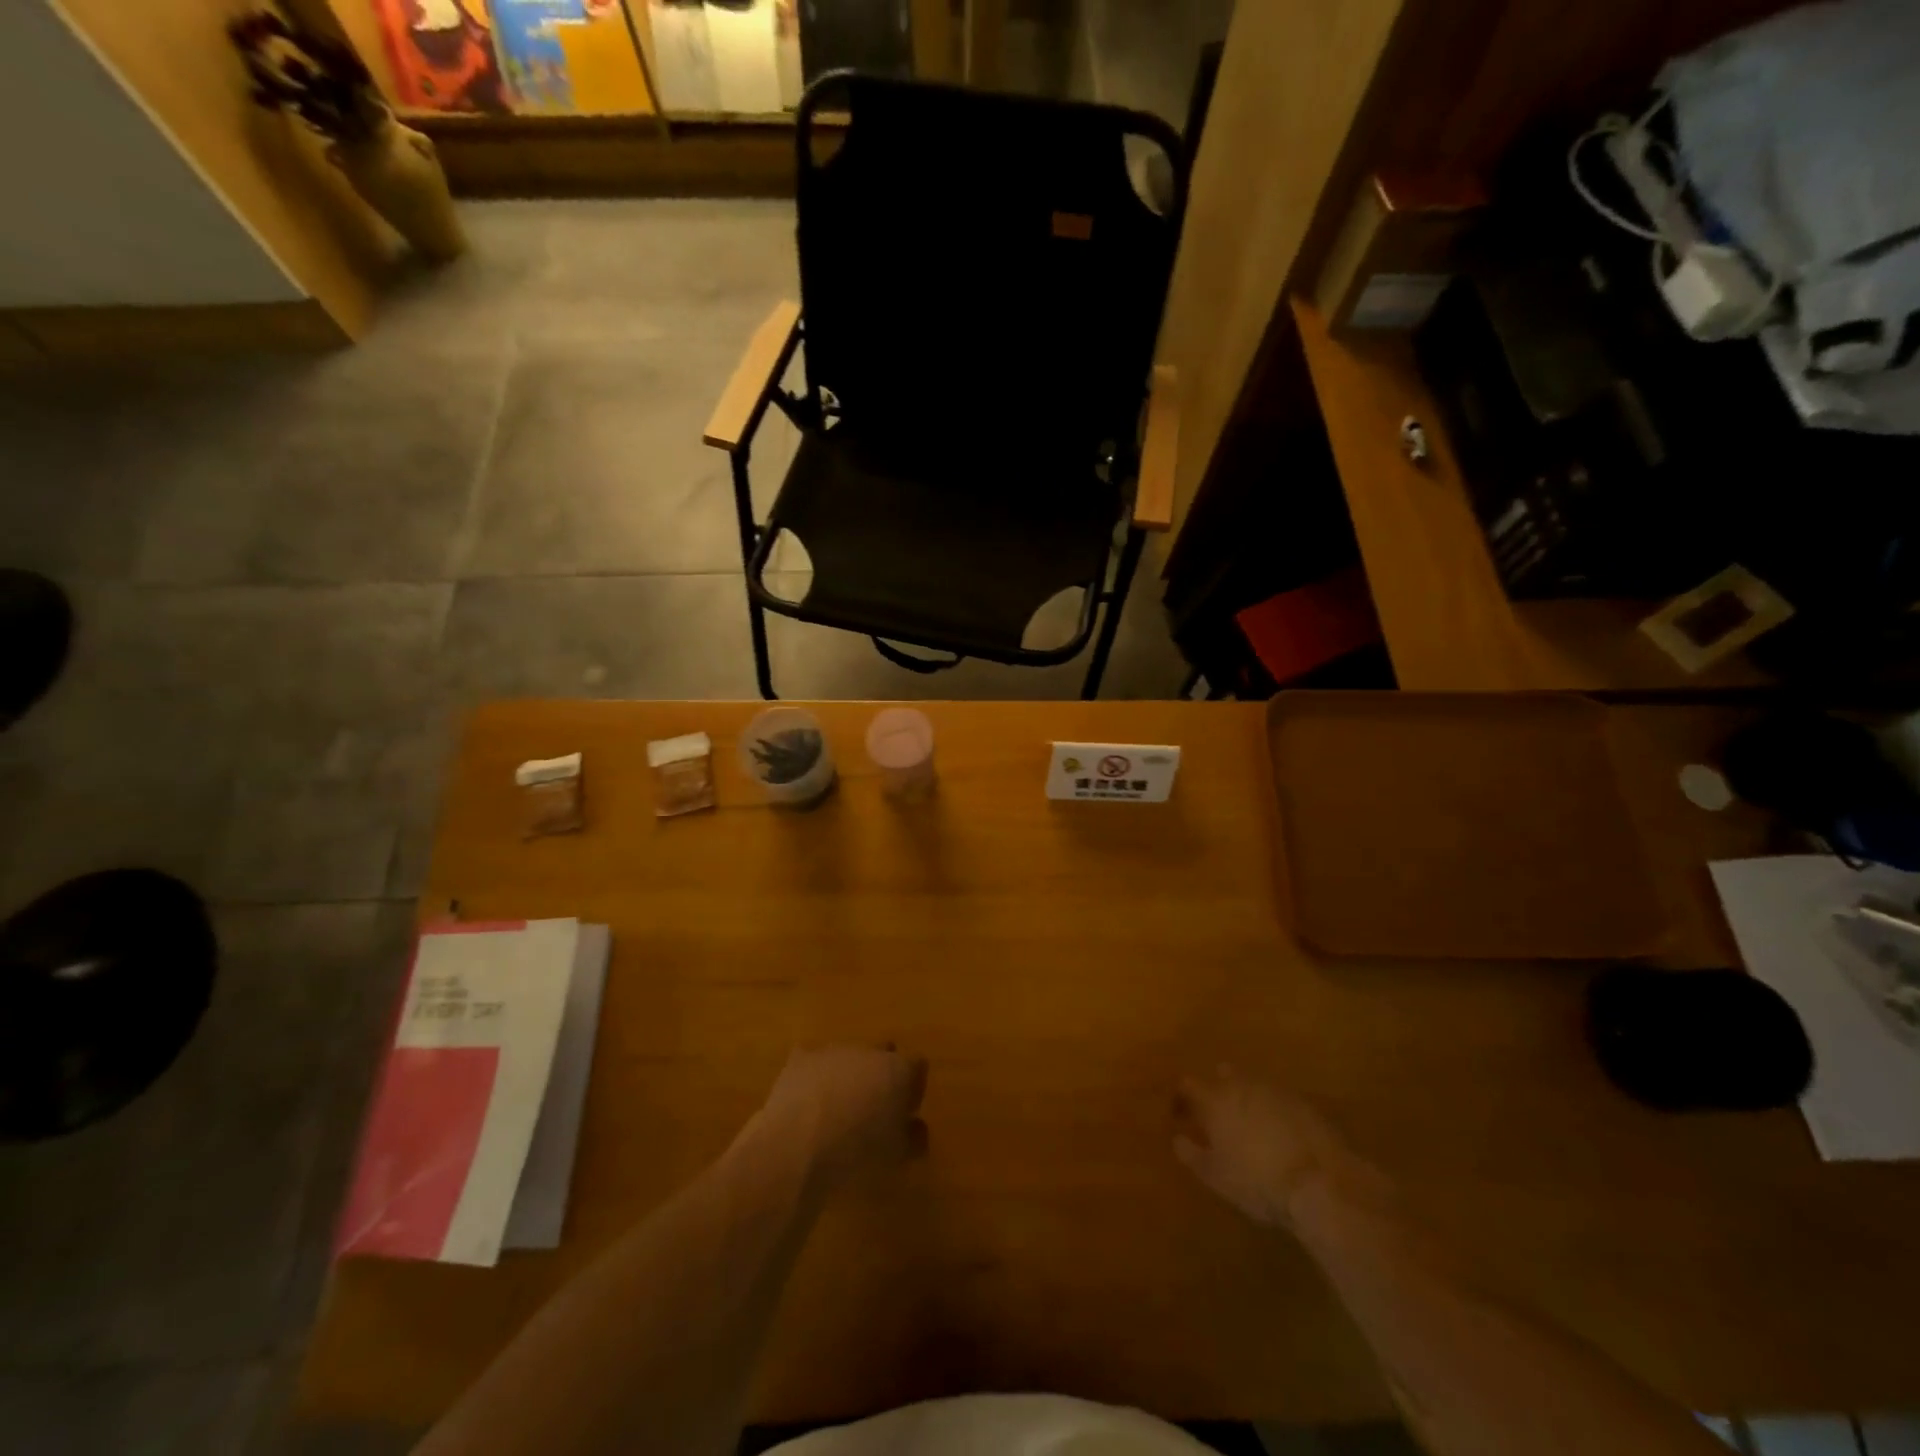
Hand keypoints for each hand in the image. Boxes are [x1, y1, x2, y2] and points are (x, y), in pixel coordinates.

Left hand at [753, 1044, 927, 1191]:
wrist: (798, 1143)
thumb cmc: (858, 1150)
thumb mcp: (897, 1155)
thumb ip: (914, 1138)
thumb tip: (917, 1128)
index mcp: (899, 1070)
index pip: (918, 1067)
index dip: (914, 1087)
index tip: (907, 1111)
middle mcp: (870, 1051)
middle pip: (883, 1055)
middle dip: (881, 1076)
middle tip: (874, 1107)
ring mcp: (834, 1051)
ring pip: (848, 1057)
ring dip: (848, 1076)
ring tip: (838, 1109)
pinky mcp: (802, 1058)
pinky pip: (814, 1062)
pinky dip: (814, 1077)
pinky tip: (808, 1101)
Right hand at [1172, 1068, 1355, 1228]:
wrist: (1319, 1182)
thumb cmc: (1258, 1181)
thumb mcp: (1216, 1176)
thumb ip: (1192, 1154)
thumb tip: (1177, 1138)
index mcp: (1215, 1099)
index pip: (1188, 1085)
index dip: (1181, 1098)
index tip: (1180, 1114)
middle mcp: (1242, 1085)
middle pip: (1224, 1075)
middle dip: (1218, 1090)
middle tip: (1218, 1115)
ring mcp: (1275, 1091)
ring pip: (1254, 1084)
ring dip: (1247, 1098)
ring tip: (1250, 1123)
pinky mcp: (1304, 1102)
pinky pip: (1280, 1099)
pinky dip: (1274, 1110)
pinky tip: (1280, 1132)